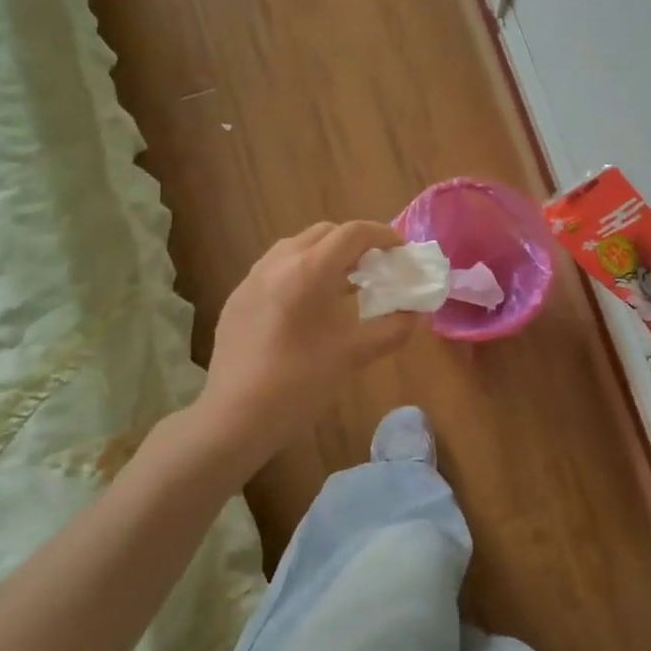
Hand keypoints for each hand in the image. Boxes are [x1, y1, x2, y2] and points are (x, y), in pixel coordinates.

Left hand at [197, 221, 423, 465]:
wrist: (234, 417)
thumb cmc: (298, 385)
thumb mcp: (352, 357)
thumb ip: (391, 330)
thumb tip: (415, 315)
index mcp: (308, 271)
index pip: (352, 234)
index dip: (382, 235)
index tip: (401, 251)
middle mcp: (277, 264)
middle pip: (323, 233)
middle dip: (354, 243)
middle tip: (375, 269)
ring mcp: (251, 279)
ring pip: (296, 247)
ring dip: (325, 255)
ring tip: (344, 285)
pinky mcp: (237, 298)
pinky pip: (275, 268)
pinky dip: (300, 271)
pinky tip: (308, 307)